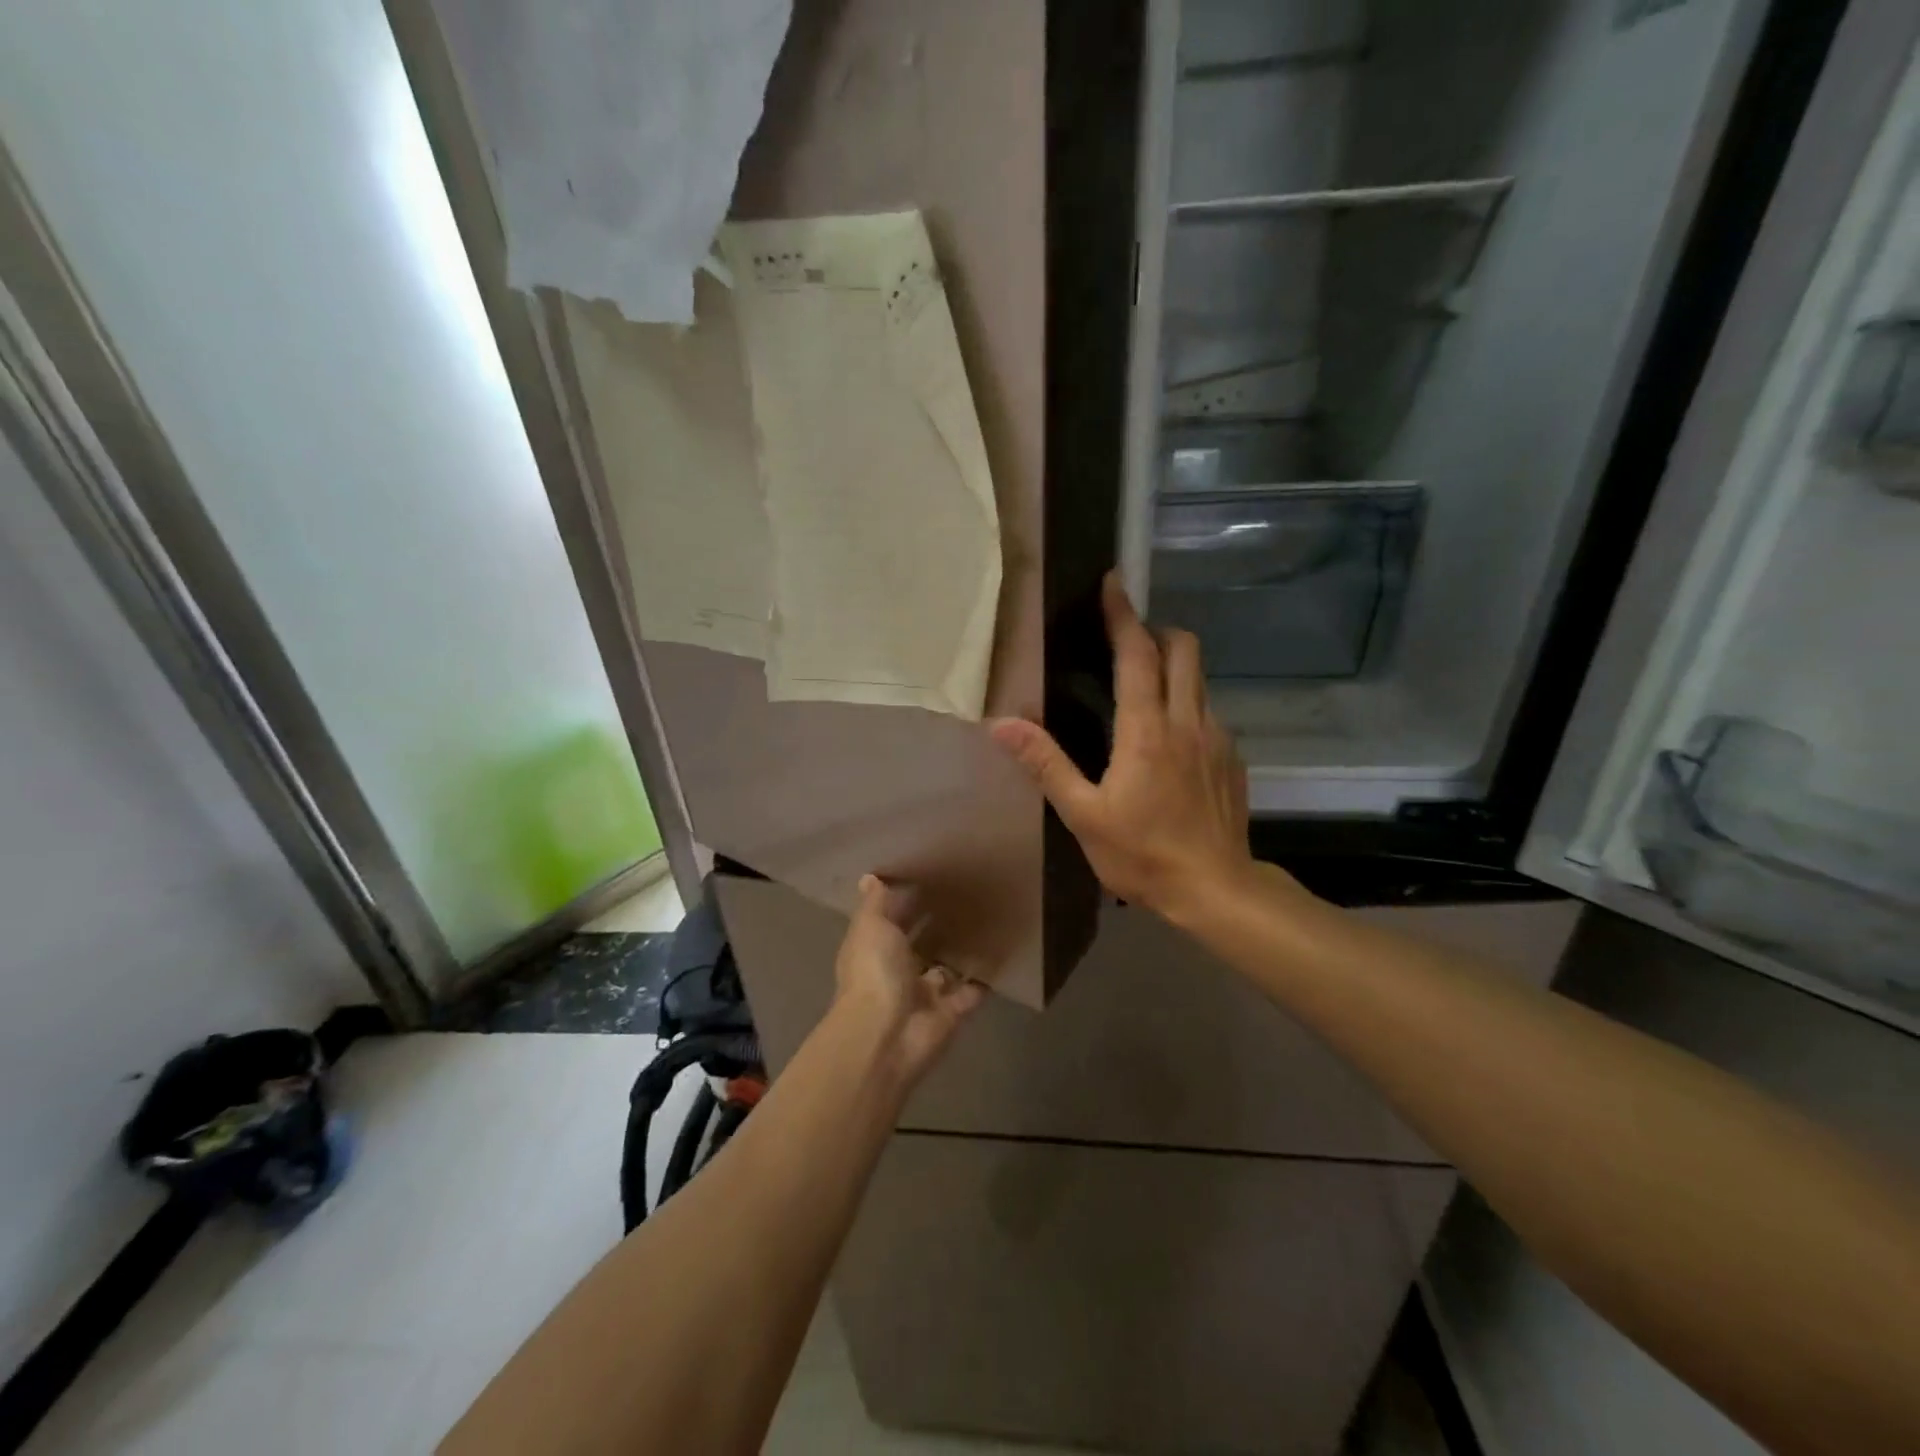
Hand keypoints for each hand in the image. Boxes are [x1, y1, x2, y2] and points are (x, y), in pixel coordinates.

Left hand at [833, 874, 985, 1084]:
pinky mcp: (952, 1012)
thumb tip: (869, 877)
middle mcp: (897, 971)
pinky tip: (1003, 949)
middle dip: (936, 924)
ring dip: (961, 949)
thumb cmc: (874, 972)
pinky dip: (985, 975)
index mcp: (873, 950)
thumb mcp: (870, 927)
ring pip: (946, 967)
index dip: (905, 901)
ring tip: (988, 916)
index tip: (929, 875)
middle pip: (919, 944)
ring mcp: (925, 994)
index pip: (890, 921)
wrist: (888, 1035)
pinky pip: (972, 989)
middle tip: (966, 893)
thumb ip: (875, 904)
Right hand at [991, 573, 1255, 921]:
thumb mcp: (1083, 814)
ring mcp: (1217, 738)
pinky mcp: (1233, 758)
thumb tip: (1002, 725)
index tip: (1113, 584)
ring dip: (1174, 667)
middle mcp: (1188, 720)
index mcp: (1147, 730)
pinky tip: (1171, 741)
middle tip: (1127, 642)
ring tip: (1144, 689)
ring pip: (1200, 679)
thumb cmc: (1143, 853)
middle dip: (1157, 631)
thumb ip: (1045, 764)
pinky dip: (1188, 704)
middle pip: (1184, 649)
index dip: (1123, 615)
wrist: (1216, 890)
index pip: (1137, 654)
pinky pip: (1210, 712)